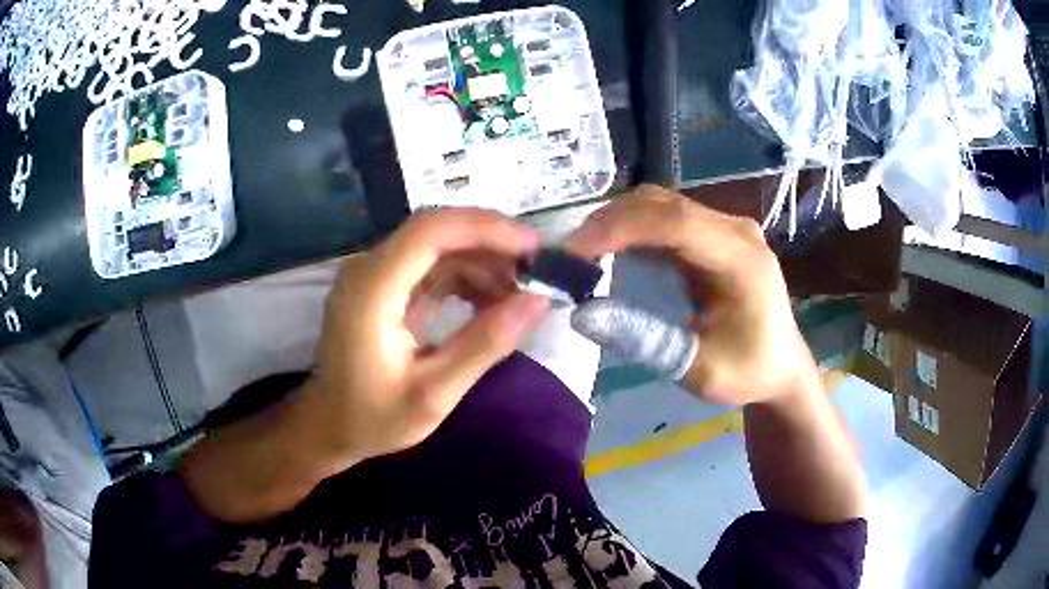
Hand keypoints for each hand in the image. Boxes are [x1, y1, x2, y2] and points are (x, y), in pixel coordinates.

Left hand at [305, 208, 549, 465]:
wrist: (328, 426)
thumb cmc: (373, 418)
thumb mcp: (434, 393)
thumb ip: (484, 344)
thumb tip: (538, 301)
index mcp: (372, 290)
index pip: (431, 231)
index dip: (486, 228)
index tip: (533, 248)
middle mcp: (369, 269)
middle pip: (437, 231)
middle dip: (491, 243)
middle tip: (536, 271)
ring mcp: (374, 275)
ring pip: (438, 246)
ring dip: (481, 262)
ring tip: (519, 294)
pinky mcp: (383, 286)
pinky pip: (430, 266)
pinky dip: (465, 277)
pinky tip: (491, 301)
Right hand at [566, 185, 817, 406]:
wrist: (781, 366)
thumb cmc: (748, 371)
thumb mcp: (699, 369)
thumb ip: (644, 339)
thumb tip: (582, 313)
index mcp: (742, 259)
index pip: (676, 222)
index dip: (620, 228)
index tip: (574, 249)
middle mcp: (734, 230)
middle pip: (663, 205)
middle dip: (609, 222)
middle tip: (567, 253)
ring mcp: (725, 227)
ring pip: (660, 205)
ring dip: (617, 222)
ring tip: (581, 251)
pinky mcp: (713, 234)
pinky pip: (666, 218)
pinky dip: (632, 229)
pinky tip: (609, 249)